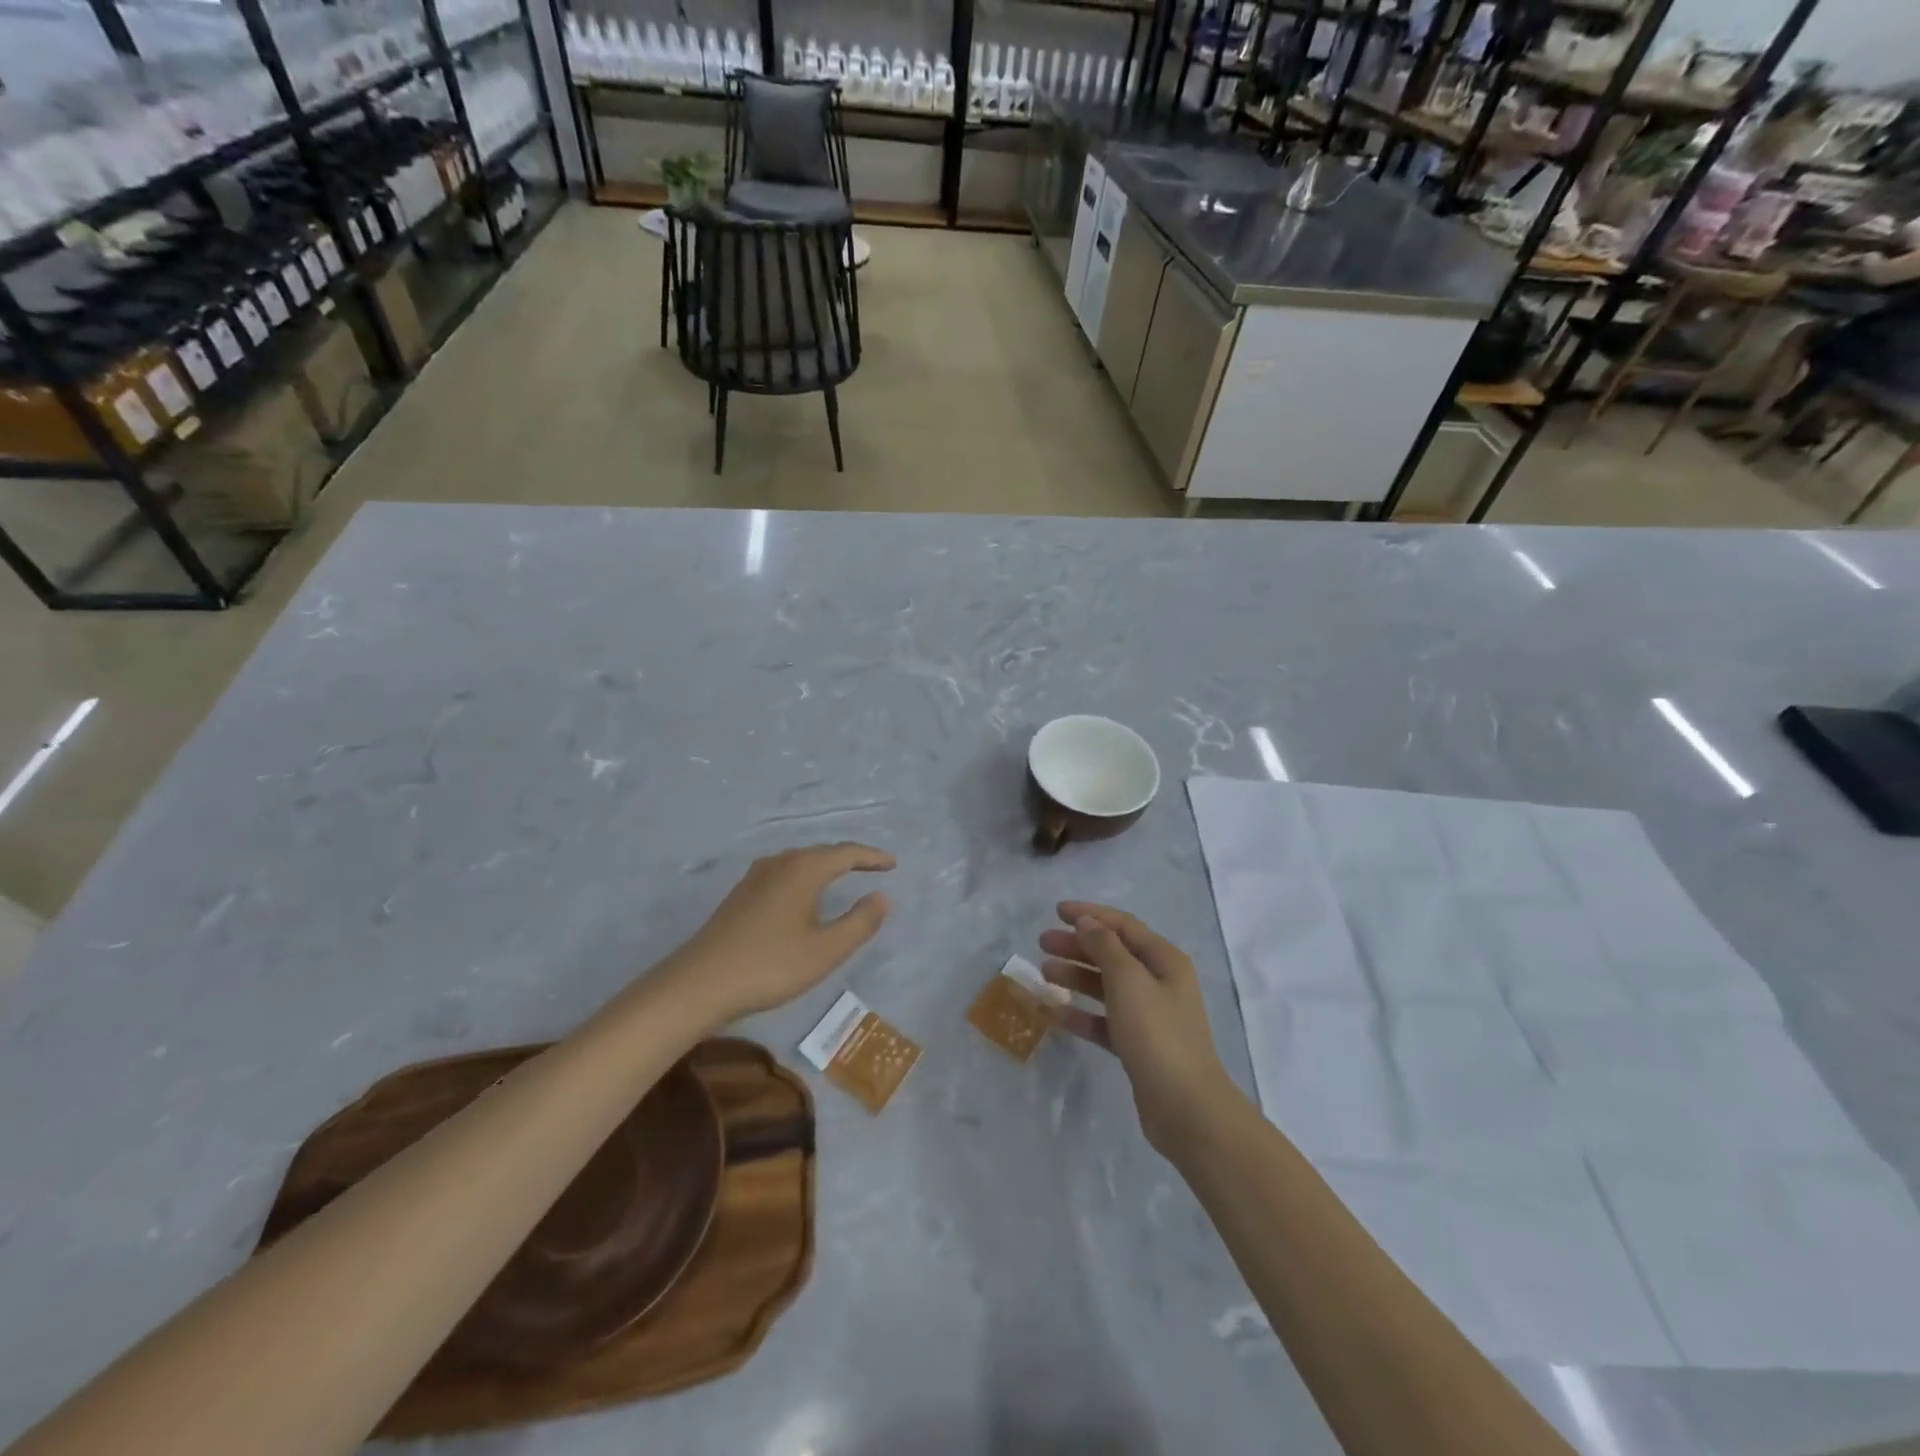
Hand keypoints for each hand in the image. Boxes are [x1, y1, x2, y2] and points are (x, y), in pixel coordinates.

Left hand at [664, 843, 894, 1025]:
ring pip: (799, 861)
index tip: (892, 864)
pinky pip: (783, 873)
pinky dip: (804, 876)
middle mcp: (780, 863)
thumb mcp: (826, 950)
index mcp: (804, 869)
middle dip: (849, 858)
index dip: (872, 857)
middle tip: (873, 867)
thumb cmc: (770, 966)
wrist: (699, 984)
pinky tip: (802, 895)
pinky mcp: (740, 895)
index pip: (846, 853)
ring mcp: (755, 877)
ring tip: (842, 876)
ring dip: (825, 866)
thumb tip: (883, 897)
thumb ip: (860, 922)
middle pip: (822, 852)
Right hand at [1038, 902, 1238, 1157]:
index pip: (1123, 925)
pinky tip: (1057, 1013)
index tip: (1057, 911)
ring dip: (1077, 976)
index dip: (1090, 914)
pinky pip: (1105, 1020)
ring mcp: (1150, 1016)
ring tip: (1044, 973)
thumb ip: (1105, 947)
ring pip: (1107, 986)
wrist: (1186, 1108)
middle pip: (1113, 953)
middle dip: (1078, 945)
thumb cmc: (1157, 1034)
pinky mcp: (1139, 1046)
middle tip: (1042, 943)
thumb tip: (1088, 922)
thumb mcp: (1128, 981)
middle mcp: (1160, 983)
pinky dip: (1083, 1014)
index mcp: (1164, 960)